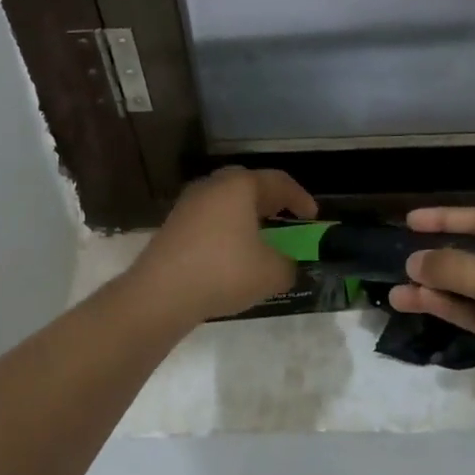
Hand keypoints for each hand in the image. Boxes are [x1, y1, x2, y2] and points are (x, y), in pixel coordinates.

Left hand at [129, 167, 317, 323]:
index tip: (313, 216)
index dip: (300, 198)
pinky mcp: (173, 225)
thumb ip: (287, 265)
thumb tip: (286, 265)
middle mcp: (213, 186)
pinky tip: (230, 253)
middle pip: (248, 185)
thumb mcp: (271, 273)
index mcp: (240, 186)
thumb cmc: (223, 272)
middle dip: (269, 200)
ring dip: (245, 215)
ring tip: (259, 237)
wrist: (161, 293)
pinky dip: (225, 229)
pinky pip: (209, 218)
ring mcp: (188, 204)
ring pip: (225, 201)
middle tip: (284, 217)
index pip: (278, 182)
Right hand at [388, 207, 474, 425]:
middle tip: (402, 260)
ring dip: (438, 290)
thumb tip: (414, 262)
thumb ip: (457, 268)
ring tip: (397, 293)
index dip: (447, 218)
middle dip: (440, 259)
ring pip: (473, 287)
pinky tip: (421, 305)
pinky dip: (452, 309)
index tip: (411, 220)